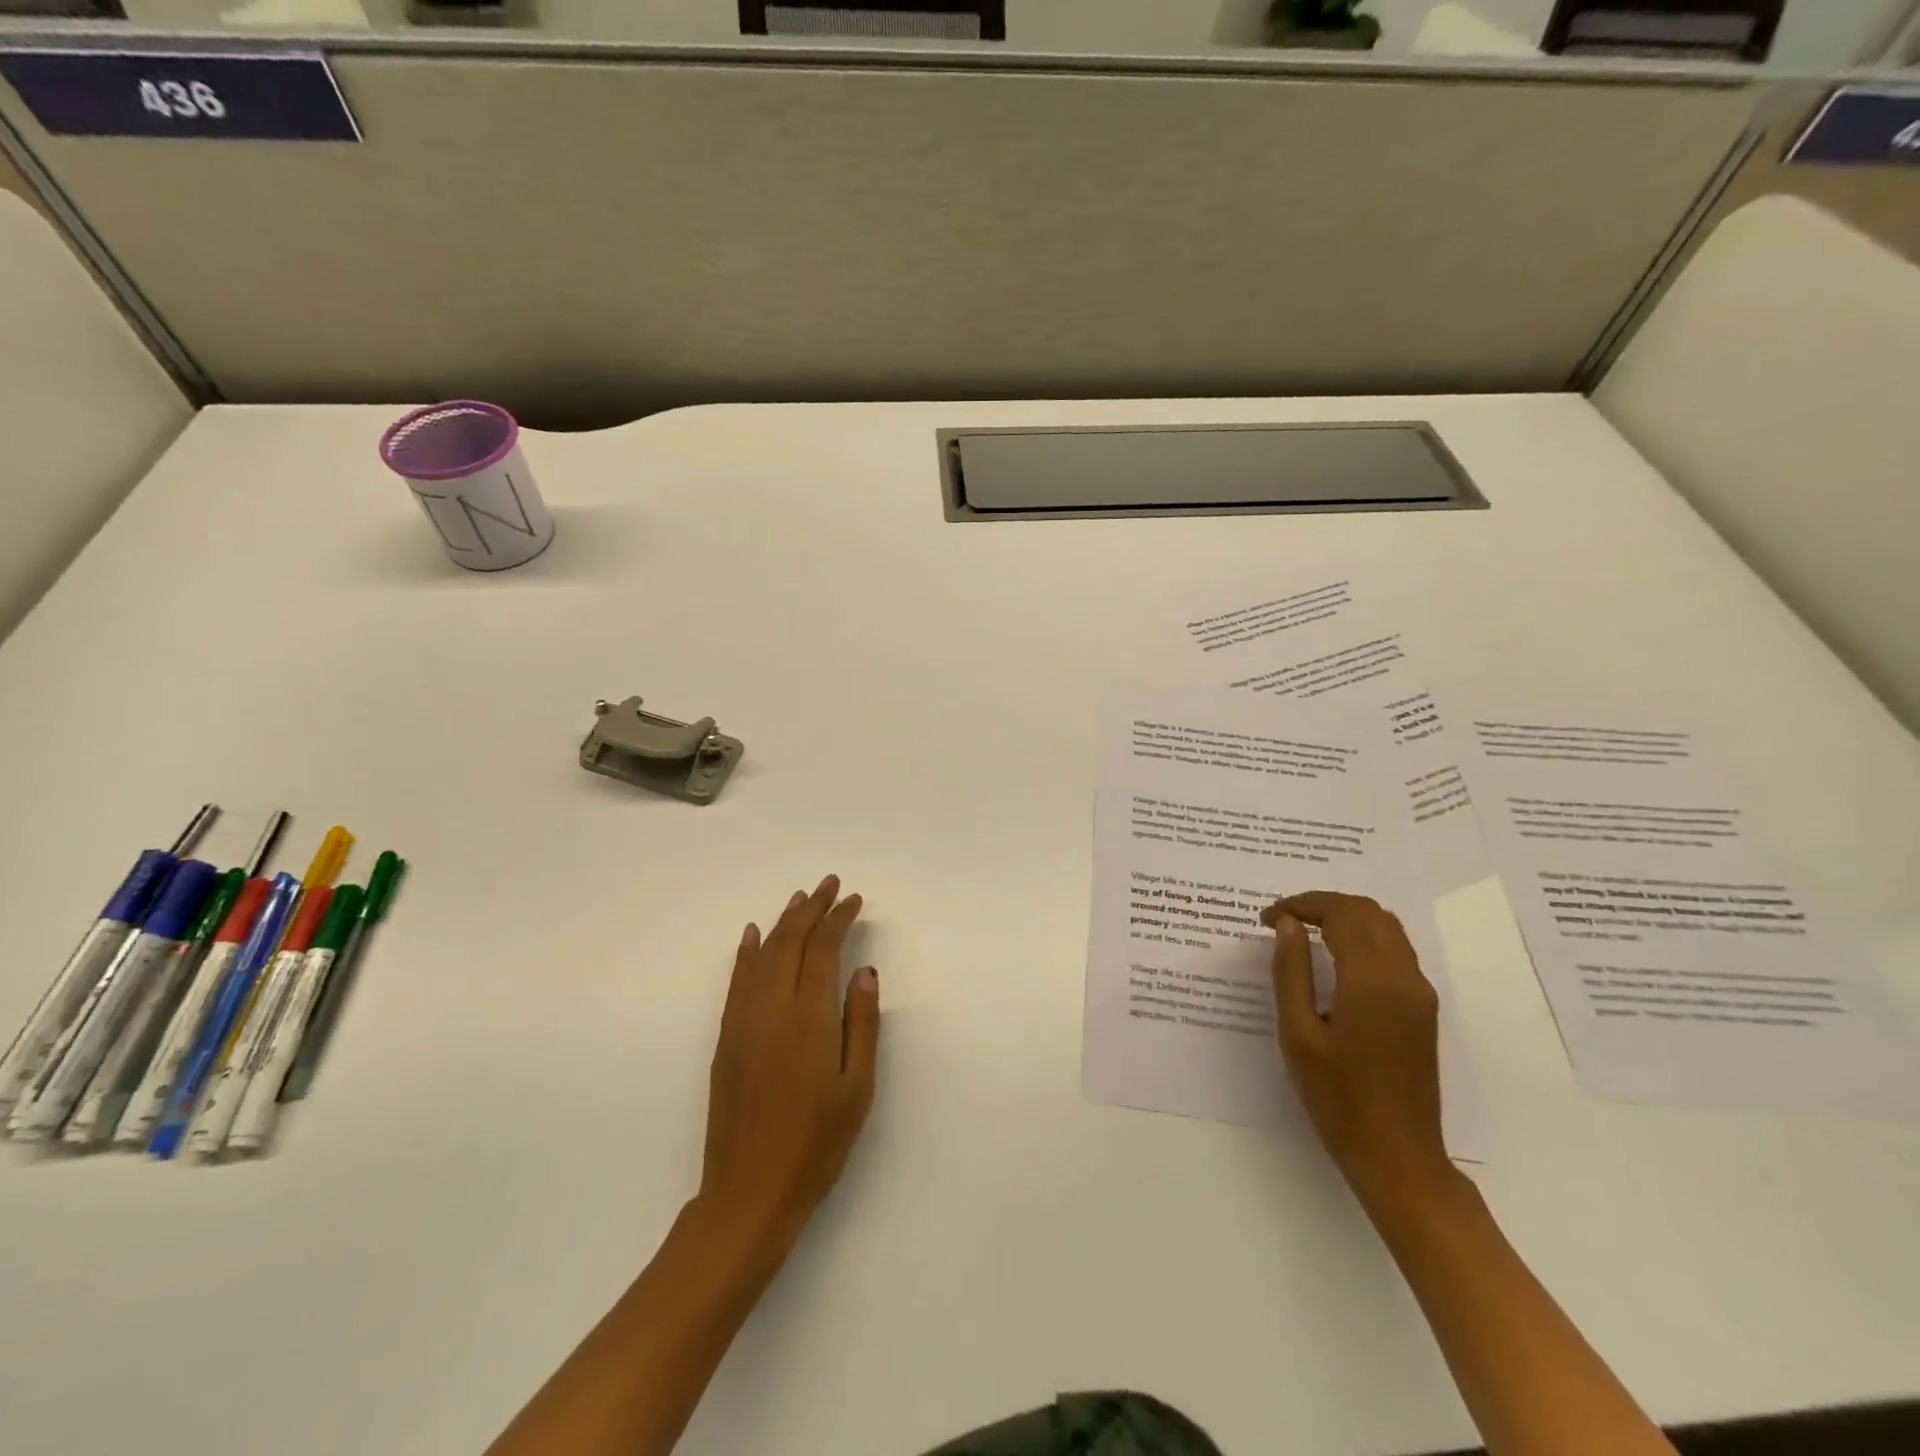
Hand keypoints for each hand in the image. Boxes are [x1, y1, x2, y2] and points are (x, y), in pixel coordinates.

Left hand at [696, 875, 880, 1260]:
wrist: (749, 1192)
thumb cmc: (816, 1143)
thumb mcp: (857, 1088)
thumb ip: (862, 1023)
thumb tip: (864, 970)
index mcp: (809, 1018)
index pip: (822, 950)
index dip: (838, 919)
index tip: (854, 900)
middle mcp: (771, 1008)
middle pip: (791, 942)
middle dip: (812, 909)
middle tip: (830, 885)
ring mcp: (743, 1022)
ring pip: (762, 955)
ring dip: (783, 922)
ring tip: (800, 899)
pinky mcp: (726, 1038)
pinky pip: (736, 981)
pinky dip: (747, 953)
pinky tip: (753, 936)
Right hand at [1263, 892, 1452, 1205]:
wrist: (1398, 1157)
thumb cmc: (1338, 1099)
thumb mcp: (1298, 1033)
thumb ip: (1291, 971)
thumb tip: (1286, 924)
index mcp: (1372, 981)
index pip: (1341, 913)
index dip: (1300, 905)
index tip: (1265, 919)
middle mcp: (1404, 977)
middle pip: (1367, 912)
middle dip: (1322, 904)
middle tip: (1282, 921)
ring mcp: (1419, 992)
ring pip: (1386, 926)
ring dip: (1345, 917)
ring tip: (1304, 932)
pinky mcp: (1423, 1008)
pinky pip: (1395, 949)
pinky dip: (1362, 936)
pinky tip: (1334, 956)